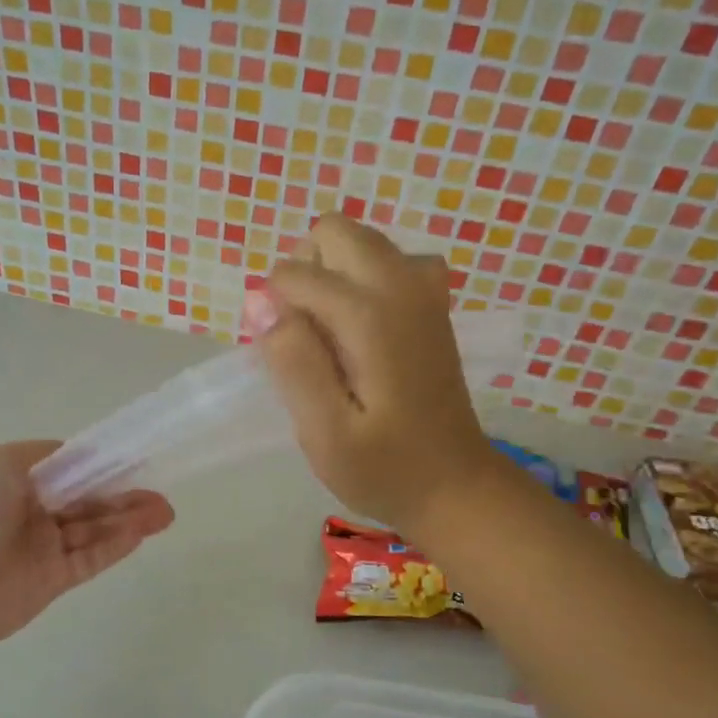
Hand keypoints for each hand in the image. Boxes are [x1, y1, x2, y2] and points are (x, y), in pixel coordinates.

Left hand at [0, 441, 173, 649]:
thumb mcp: (2, 463)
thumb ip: (49, 457)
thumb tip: (85, 454)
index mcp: (20, 481)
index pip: (72, 470)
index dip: (104, 466)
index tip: (137, 461)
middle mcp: (34, 511)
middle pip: (89, 501)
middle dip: (125, 495)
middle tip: (161, 496)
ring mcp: (44, 548)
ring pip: (95, 530)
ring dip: (129, 520)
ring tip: (164, 513)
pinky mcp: (52, 581)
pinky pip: (90, 559)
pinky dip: (115, 545)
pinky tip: (140, 534)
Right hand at [259, 214, 496, 535]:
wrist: (456, 486)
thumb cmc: (385, 469)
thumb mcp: (324, 432)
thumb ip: (293, 363)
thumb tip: (261, 303)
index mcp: (372, 315)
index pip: (294, 274)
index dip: (274, 311)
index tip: (288, 359)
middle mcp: (402, 286)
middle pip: (333, 231)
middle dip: (304, 271)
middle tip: (309, 337)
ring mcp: (424, 291)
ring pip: (361, 240)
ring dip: (333, 272)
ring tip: (333, 334)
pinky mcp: (433, 303)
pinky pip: (389, 261)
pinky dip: (364, 280)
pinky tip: (365, 328)